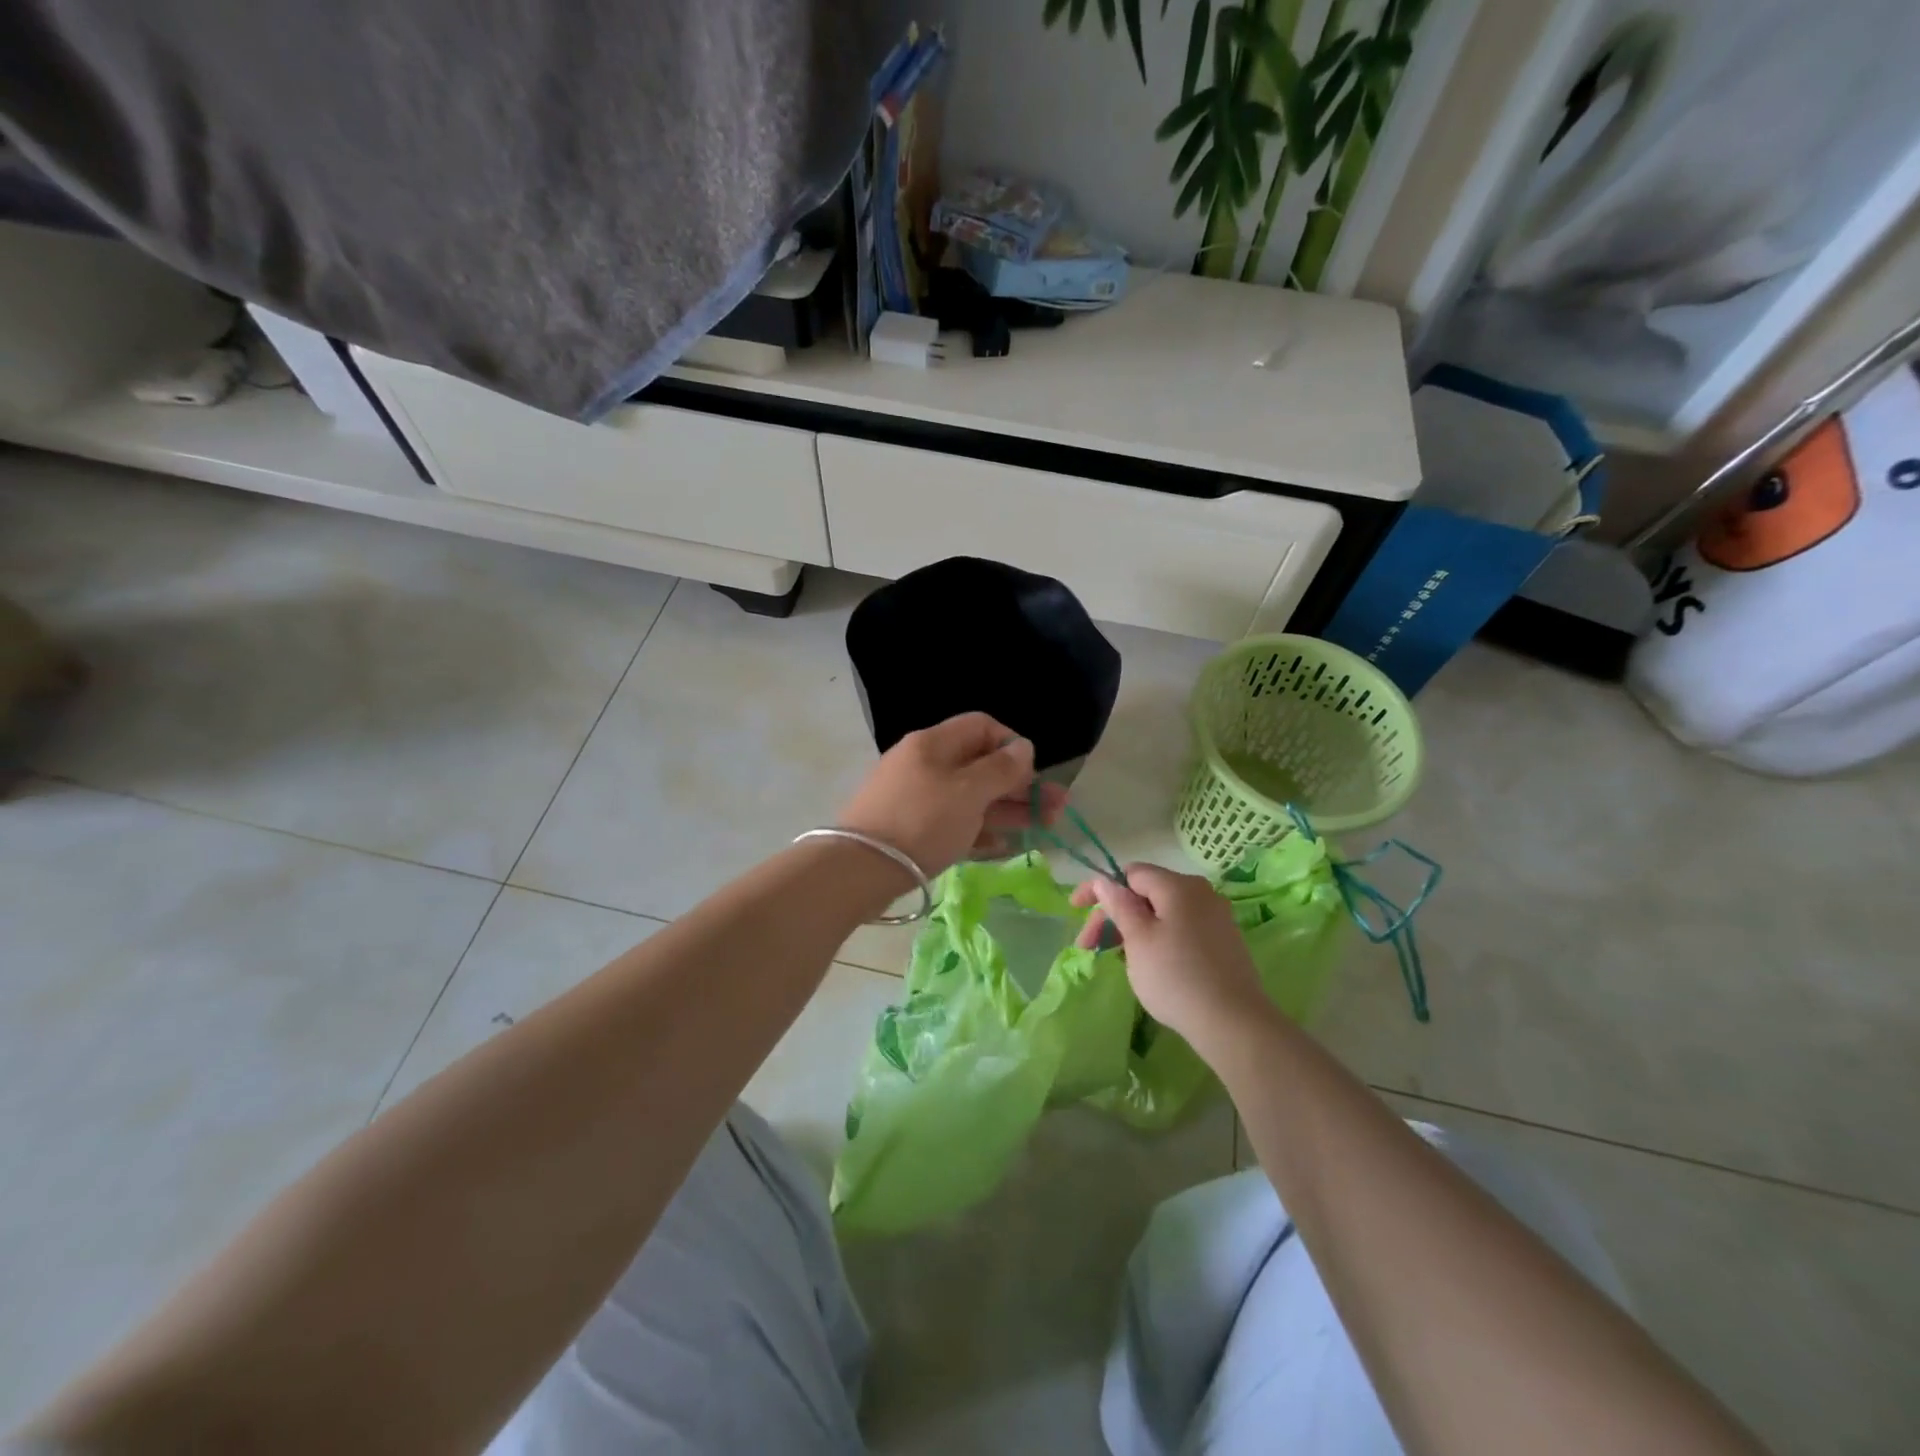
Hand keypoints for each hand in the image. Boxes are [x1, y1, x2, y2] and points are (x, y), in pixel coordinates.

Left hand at [837, 712, 1066, 877]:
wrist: (860, 869)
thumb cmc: (921, 821)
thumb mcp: (968, 791)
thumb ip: (1001, 769)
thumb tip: (1023, 746)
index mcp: (934, 744)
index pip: (981, 727)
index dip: (1012, 744)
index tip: (1032, 772)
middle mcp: (925, 764)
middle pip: (981, 766)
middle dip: (1020, 785)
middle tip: (1056, 809)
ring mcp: (917, 798)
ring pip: (971, 798)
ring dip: (1008, 809)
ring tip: (1044, 827)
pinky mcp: (912, 830)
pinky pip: (954, 823)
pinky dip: (980, 830)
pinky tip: (1003, 846)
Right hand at [1071, 864, 1269, 1047]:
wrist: (1234, 1023)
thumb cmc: (1176, 976)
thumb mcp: (1137, 938)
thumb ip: (1118, 905)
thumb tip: (1104, 881)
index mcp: (1178, 886)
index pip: (1129, 873)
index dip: (1099, 889)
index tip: (1075, 910)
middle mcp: (1201, 893)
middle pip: (1145, 893)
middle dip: (1113, 915)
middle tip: (1089, 946)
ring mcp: (1216, 918)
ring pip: (1162, 913)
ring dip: (1133, 929)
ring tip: (1116, 957)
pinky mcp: (1224, 942)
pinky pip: (1180, 928)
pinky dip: (1157, 938)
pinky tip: (1148, 963)